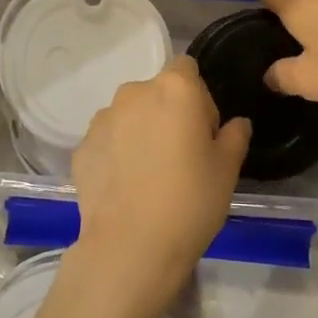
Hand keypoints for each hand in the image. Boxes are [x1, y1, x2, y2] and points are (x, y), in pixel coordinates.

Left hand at [69, 56, 249, 306]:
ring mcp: (103, 119)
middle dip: (168, 113)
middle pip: (157, 92)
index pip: (187, 69)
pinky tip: (126, 188)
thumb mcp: (228, 169)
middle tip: (180, 156)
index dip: (199, 97)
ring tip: (148, 175)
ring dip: (140, 132)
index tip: (203, 132)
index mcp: (175, 88)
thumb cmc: (190, 201)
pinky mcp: (81, 147)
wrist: (130, 248)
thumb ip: (235, 135)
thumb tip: (236, 124)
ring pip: (130, 115)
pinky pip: (108, 140)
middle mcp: (134, 92)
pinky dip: (117, 154)